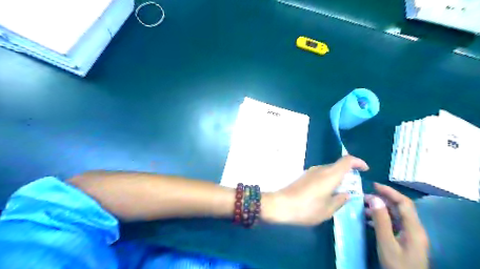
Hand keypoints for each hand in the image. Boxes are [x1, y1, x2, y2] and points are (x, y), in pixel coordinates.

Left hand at [264, 154, 367, 225]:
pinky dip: (328, 179)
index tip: (365, 170)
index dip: (358, 162)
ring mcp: (311, 171)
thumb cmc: (307, 208)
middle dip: (348, 173)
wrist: (281, 205)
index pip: (347, 160)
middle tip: (354, 187)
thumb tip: (346, 194)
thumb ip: (340, 200)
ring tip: (340, 192)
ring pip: (329, 170)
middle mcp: (320, 169)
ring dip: (337, 177)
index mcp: (330, 175)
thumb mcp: (328, 209)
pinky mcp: (304, 176)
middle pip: (338, 165)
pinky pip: (321, 174)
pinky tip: (326, 192)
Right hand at [367, 183, 429, 268]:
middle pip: (399, 207)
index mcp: (413, 228)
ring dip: (380, 208)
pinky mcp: (405, 239)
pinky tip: (369, 219)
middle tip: (364, 197)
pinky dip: (381, 218)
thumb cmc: (397, 265)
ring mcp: (410, 234)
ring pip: (395, 215)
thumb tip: (374, 199)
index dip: (389, 192)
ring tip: (363, 207)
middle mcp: (414, 228)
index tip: (373, 185)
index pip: (404, 203)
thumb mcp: (386, 243)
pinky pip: (393, 223)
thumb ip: (381, 220)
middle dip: (382, 199)